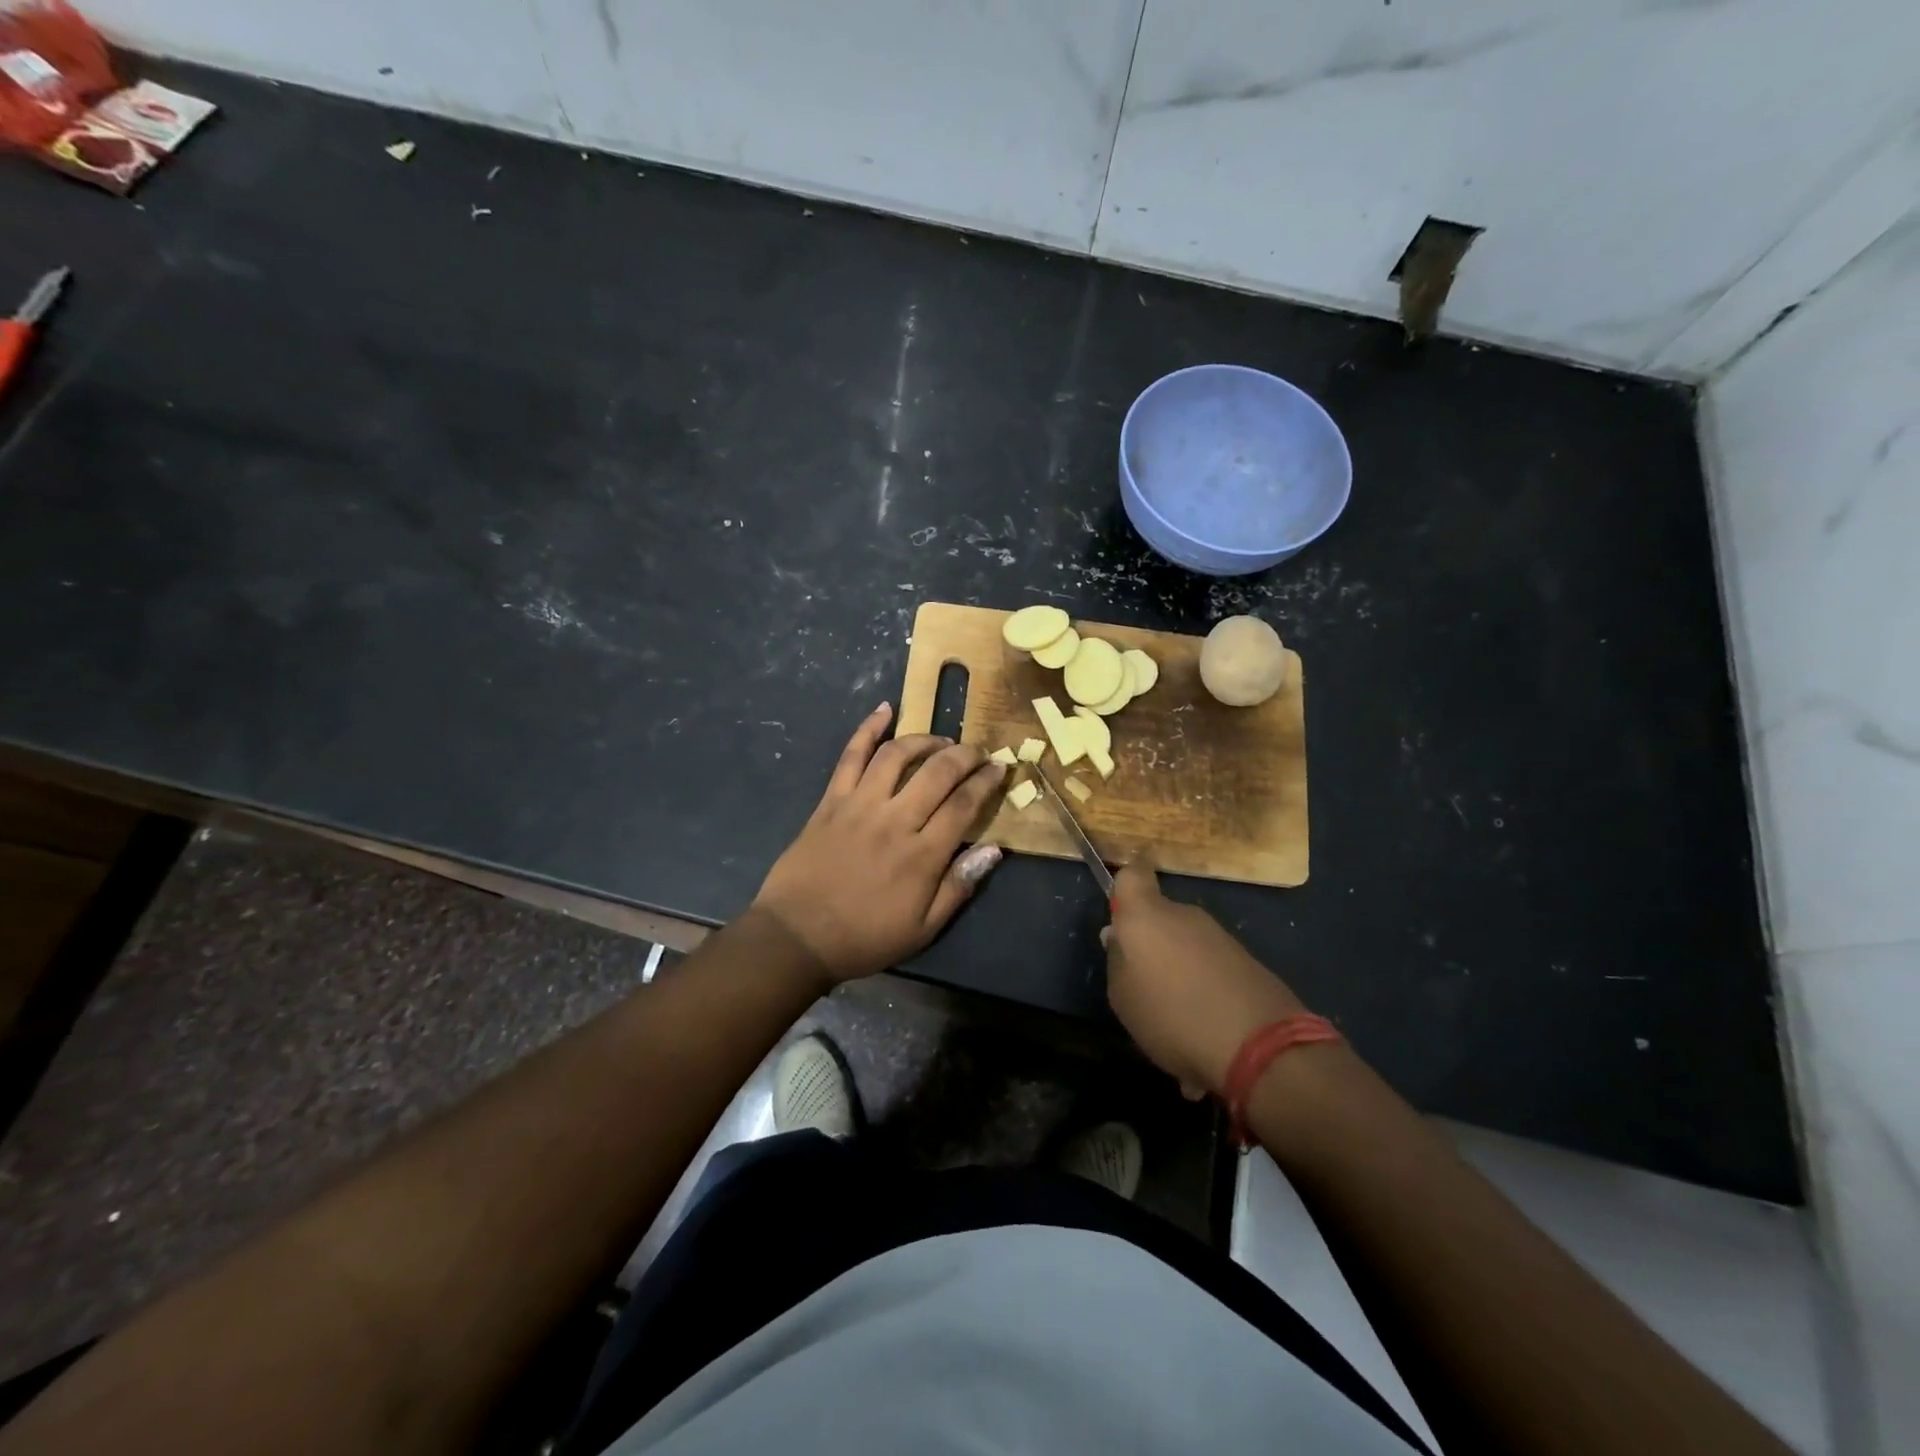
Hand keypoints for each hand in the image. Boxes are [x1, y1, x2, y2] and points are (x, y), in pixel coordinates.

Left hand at [753, 704, 1005, 983]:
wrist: (797, 936)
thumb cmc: (864, 937)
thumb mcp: (923, 928)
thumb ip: (959, 886)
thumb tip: (994, 850)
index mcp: (922, 855)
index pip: (964, 805)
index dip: (986, 782)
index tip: (1000, 768)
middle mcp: (895, 820)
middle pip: (938, 772)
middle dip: (965, 755)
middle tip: (978, 751)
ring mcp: (860, 804)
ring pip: (897, 755)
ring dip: (925, 739)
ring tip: (942, 740)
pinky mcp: (831, 800)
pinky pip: (851, 756)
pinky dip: (868, 729)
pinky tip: (885, 710)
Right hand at [1104, 863, 1306, 1097]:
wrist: (1260, 1046)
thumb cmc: (1172, 1015)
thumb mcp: (1122, 997)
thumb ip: (1117, 961)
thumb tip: (1118, 937)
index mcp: (1146, 916)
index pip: (1132, 875)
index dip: (1124, 889)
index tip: (1120, 915)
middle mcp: (1184, 915)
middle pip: (1160, 916)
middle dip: (1151, 943)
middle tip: (1144, 985)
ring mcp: (1219, 936)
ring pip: (1186, 944)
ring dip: (1179, 969)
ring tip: (1176, 1017)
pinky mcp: (1247, 960)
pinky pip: (1211, 966)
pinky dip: (1205, 986)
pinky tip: (1205, 1026)